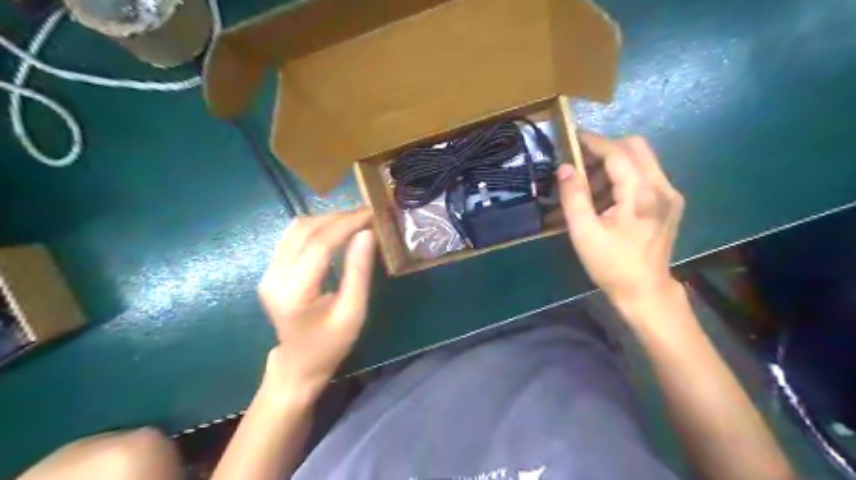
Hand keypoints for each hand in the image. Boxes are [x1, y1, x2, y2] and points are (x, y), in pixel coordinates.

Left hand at [259, 210, 374, 397]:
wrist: (299, 363)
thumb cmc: (330, 343)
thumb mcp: (353, 312)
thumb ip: (358, 272)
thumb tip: (367, 233)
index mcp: (294, 293)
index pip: (319, 245)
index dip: (345, 225)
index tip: (369, 214)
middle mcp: (274, 277)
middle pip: (304, 232)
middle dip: (337, 218)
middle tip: (365, 214)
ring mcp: (268, 272)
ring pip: (295, 229)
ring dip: (326, 219)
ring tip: (353, 219)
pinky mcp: (271, 270)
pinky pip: (291, 237)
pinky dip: (315, 227)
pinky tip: (334, 229)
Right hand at [560, 135, 687, 306]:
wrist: (645, 291)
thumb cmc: (611, 265)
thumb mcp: (584, 233)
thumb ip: (574, 196)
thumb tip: (565, 168)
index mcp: (642, 195)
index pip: (618, 153)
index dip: (593, 142)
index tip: (572, 138)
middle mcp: (662, 187)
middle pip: (636, 147)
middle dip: (605, 148)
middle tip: (580, 163)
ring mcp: (670, 194)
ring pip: (641, 159)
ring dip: (613, 163)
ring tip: (589, 184)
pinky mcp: (670, 202)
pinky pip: (645, 174)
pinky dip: (623, 175)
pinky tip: (606, 196)